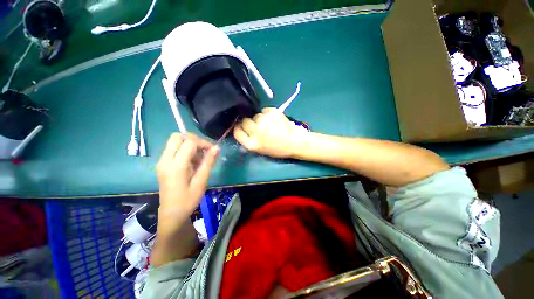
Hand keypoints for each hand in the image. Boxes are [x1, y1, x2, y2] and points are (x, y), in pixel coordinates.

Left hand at [156, 133, 218, 219]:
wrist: (171, 214)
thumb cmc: (188, 200)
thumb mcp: (201, 182)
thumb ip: (208, 163)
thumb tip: (217, 148)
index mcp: (175, 166)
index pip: (189, 142)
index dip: (203, 143)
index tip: (213, 150)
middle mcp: (165, 160)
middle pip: (177, 137)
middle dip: (194, 140)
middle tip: (204, 151)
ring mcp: (162, 162)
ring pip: (175, 141)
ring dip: (189, 145)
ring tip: (199, 158)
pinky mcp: (162, 164)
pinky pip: (173, 149)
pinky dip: (185, 150)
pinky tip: (192, 162)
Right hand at [233, 107, 308, 157]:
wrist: (294, 143)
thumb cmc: (278, 149)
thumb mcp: (260, 150)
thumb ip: (250, 140)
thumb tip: (242, 129)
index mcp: (252, 144)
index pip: (237, 131)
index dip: (238, 127)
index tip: (241, 126)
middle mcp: (256, 132)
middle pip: (245, 121)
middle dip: (249, 122)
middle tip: (257, 125)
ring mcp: (265, 121)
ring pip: (256, 115)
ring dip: (260, 118)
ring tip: (270, 124)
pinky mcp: (273, 113)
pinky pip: (265, 110)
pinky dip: (268, 113)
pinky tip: (274, 119)